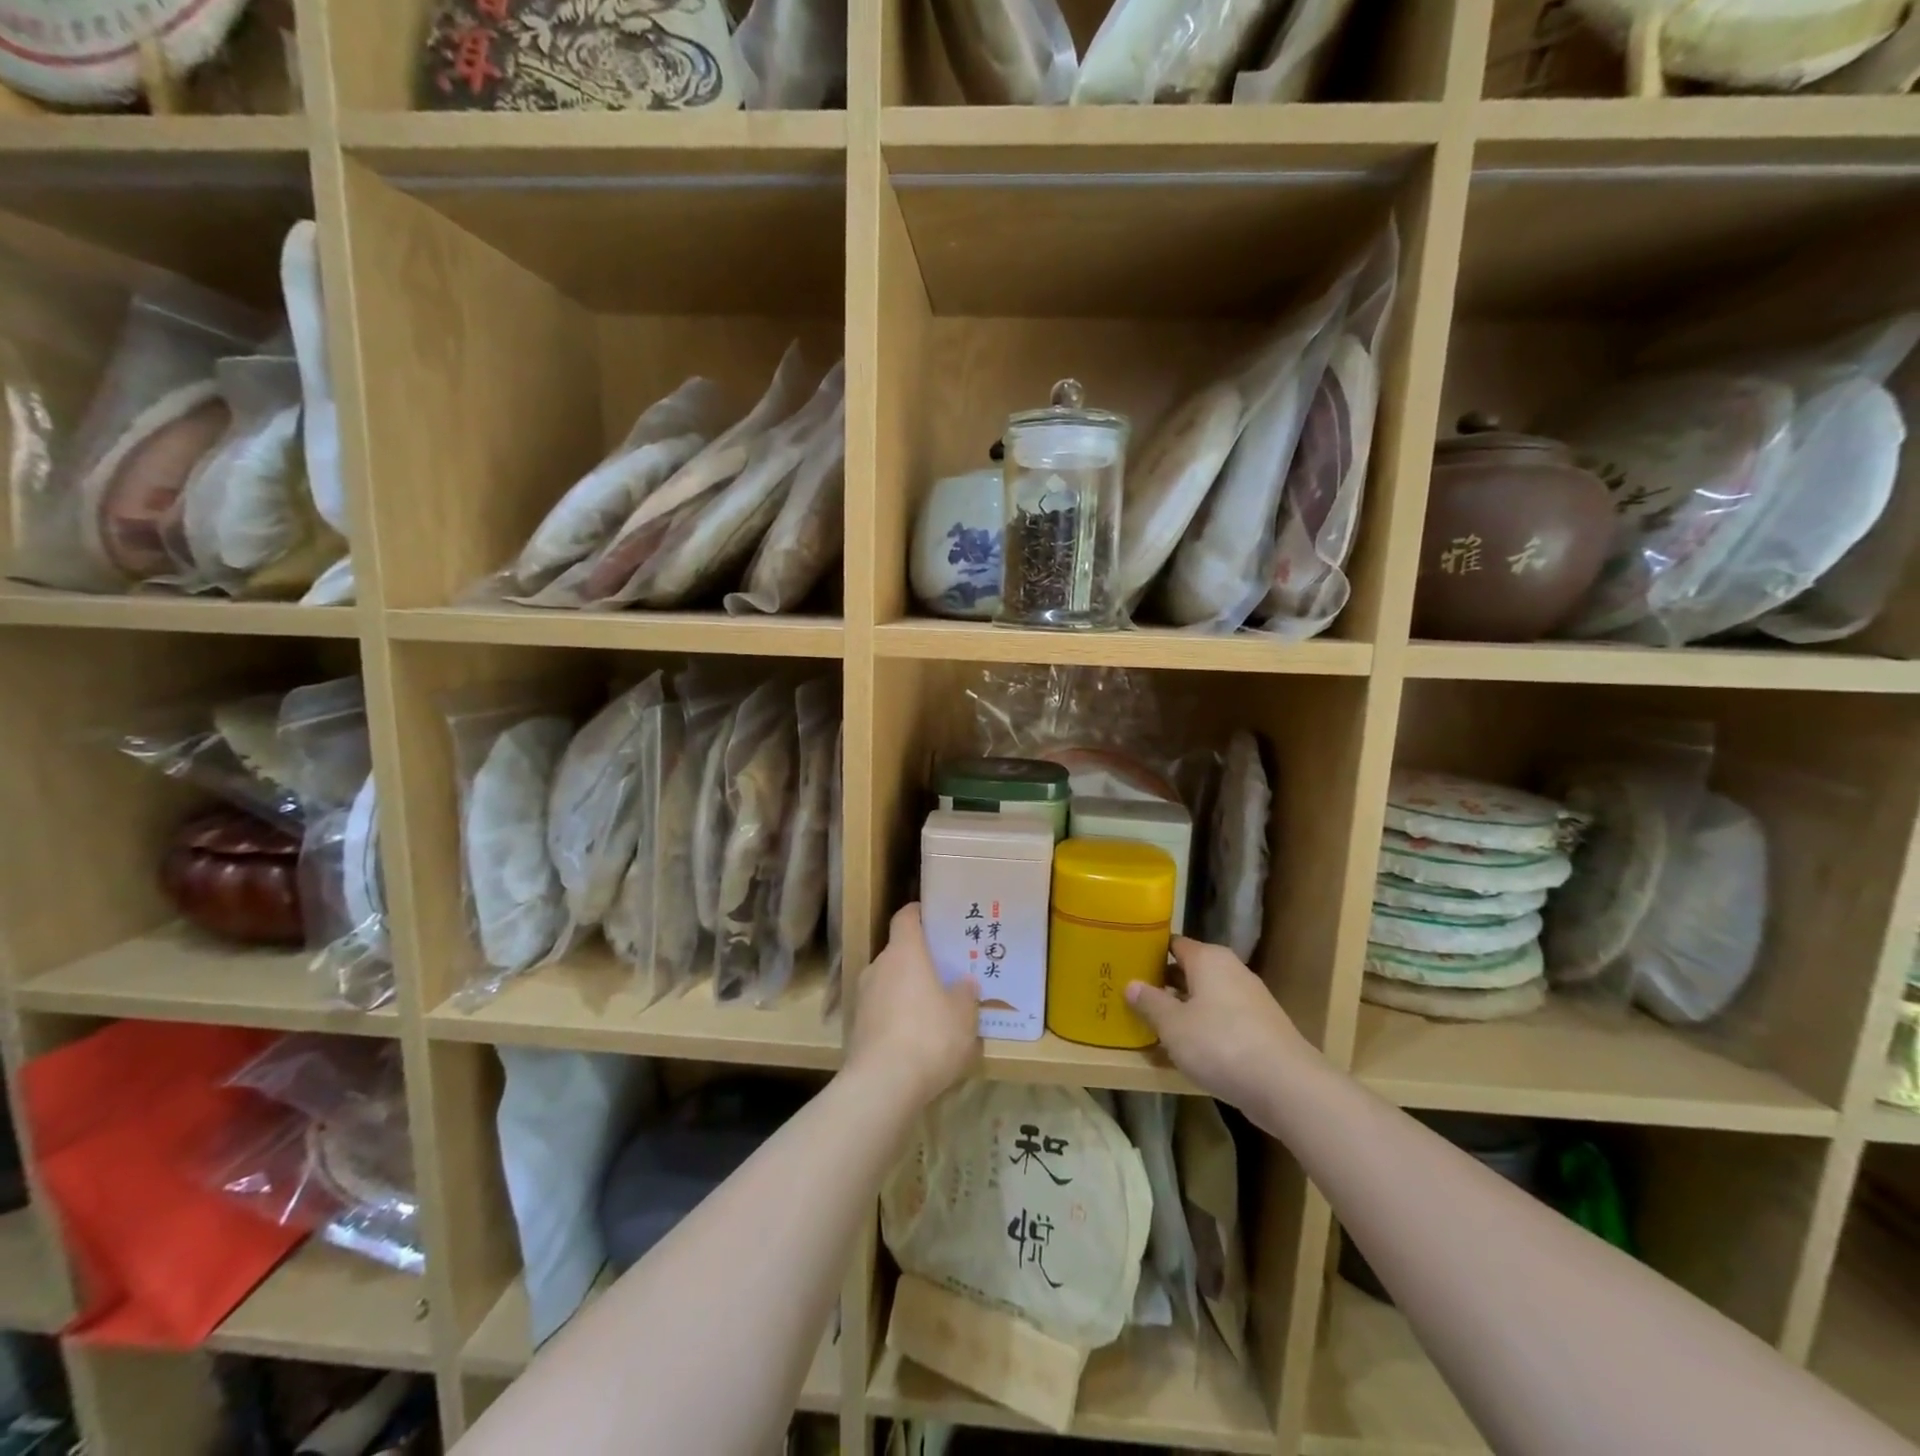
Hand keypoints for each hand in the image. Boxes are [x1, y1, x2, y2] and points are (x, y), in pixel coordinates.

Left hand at [846, 904, 980, 1106]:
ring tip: (932, 1009)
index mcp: (904, 952)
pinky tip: (915, 1039)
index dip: (920, 914)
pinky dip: (896, 1017)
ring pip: (889, 983)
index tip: (936, 918)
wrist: (882, 1085)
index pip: (906, 917)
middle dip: (919, 960)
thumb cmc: (929, 1036)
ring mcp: (863, 997)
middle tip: (944, 973)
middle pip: (899, 952)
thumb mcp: (963, 1015)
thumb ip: (965, 994)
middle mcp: (878, 966)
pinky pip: (881, 1011)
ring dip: (907, 991)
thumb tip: (964, 983)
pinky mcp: (856, 1028)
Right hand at [1127, 938, 1307, 1110]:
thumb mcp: (1173, 1025)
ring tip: (1156, 1023)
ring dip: (1184, 1007)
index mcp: (1208, 959)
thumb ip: (1150, 1002)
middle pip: (1191, 969)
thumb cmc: (1220, 1043)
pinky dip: (1205, 1026)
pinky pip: (1223, 1018)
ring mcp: (1250, 998)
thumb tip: (1131, 984)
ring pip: (1207, 996)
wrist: (1286, 1086)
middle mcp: (1231, 970)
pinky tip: (1190, 1047)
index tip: (1127, 964)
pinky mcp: (1262, 1027)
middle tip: (1134, 995)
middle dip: (1165, 982)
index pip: (1173, 944)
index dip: (1150, 952)